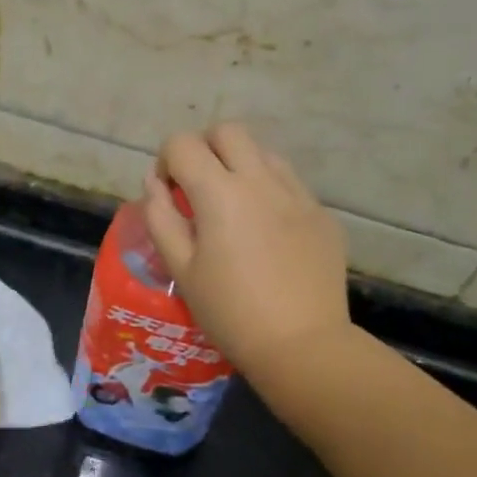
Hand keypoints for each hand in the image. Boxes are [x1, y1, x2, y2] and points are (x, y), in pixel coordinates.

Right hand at [142, 123, 350, 383]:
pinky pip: (290, 183)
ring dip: (240, 165)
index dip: (166, 161)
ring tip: (234, 206)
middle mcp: (261, 180)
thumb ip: (161, 217)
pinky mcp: (321, 213)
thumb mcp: (181, 268)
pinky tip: (267, 231)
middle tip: (199, 187)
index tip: (168, 192)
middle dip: (204, 148)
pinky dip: (269, 191)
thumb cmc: (230, 312)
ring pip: (263, 152)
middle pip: (227, 131)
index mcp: (220, 192)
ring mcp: (298, 194)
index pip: (182, 144)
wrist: (302, 345)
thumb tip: (154, 183)